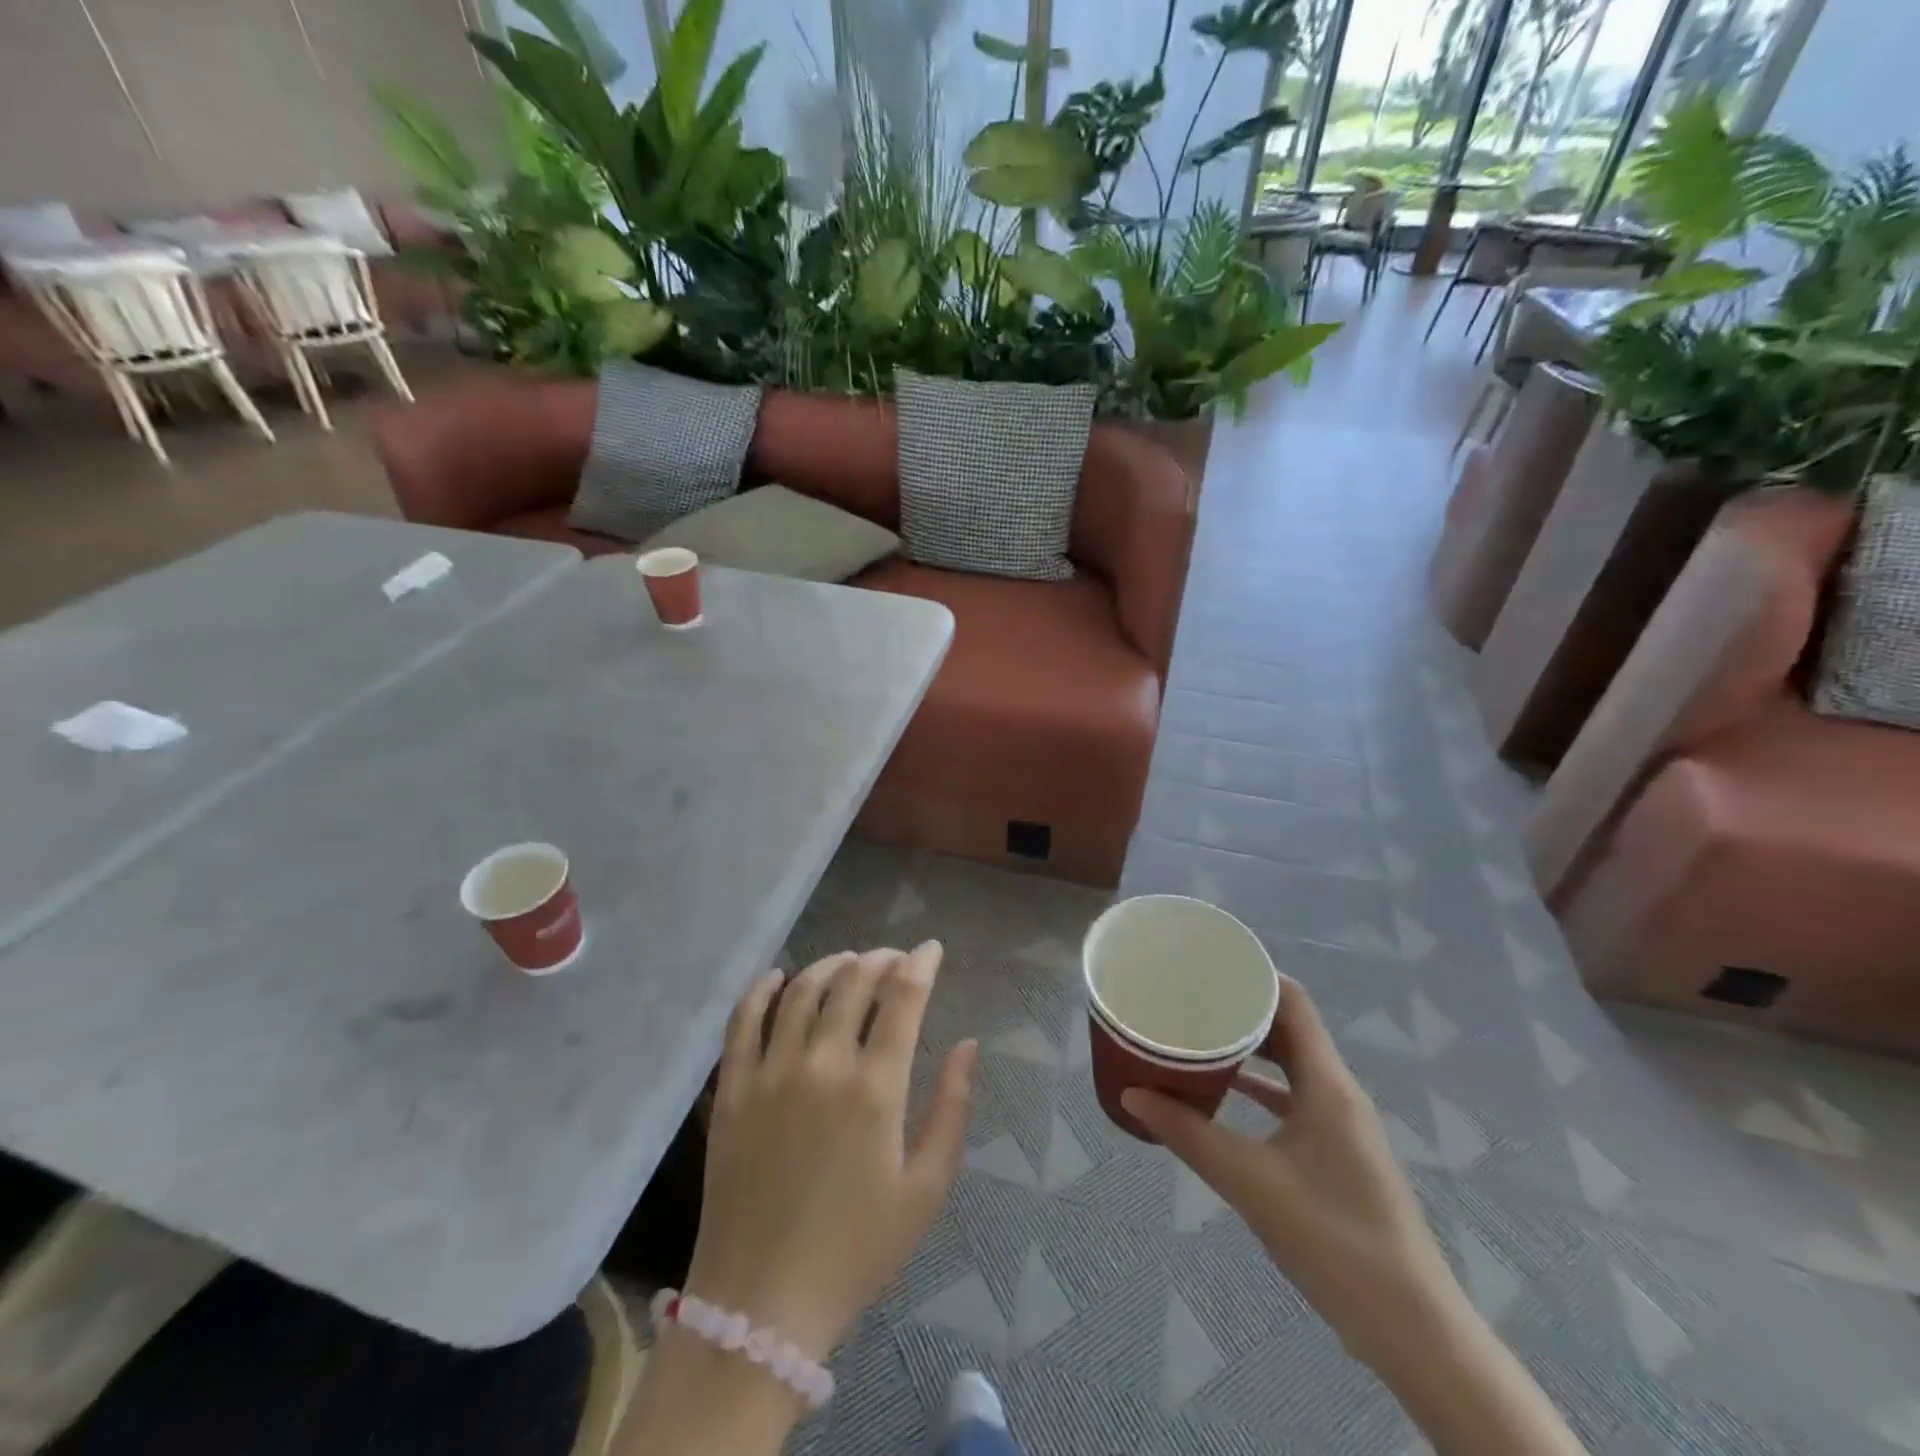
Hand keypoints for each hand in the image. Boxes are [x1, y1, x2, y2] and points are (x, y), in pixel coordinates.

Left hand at [684, 943, 977, 1361]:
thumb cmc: (856, 1250)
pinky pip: (743, 1021)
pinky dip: (762, 989)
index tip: (930, 950)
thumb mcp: (925, 1189)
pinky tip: (778, 976)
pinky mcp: (731, 1089)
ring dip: (830, 965)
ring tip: (847, 963)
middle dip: (880, 959)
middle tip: (893, 959)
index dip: (920, 964)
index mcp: (875, 1088)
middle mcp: (822, 1064)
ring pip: (801, 991)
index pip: (903, 998)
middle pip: (853, 982)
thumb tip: (968, 1044)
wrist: (761, 1306)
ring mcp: (770, 1073)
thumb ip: (951, 1108)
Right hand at [1123, 976, 1463, 1371]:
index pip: (1293, 1002)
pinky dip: (1261, 1088)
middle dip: (1242, 1009)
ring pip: (1292, 1064)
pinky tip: (1226, 1094)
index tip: (1207, 964)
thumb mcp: (1250, 1181)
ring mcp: (1342, 1124)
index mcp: (1328, 1083)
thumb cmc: (1333, 1239)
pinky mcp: (1338, 1154)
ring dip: (1250, 1048)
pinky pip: (1295, 1099)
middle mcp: (1338, 1092)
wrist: (1411, 1329)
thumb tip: (1131, 1095)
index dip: (1254, 974)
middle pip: (1289, 1028)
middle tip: (1190, 998)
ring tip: (1200, 1035)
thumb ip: (1188, 1134)